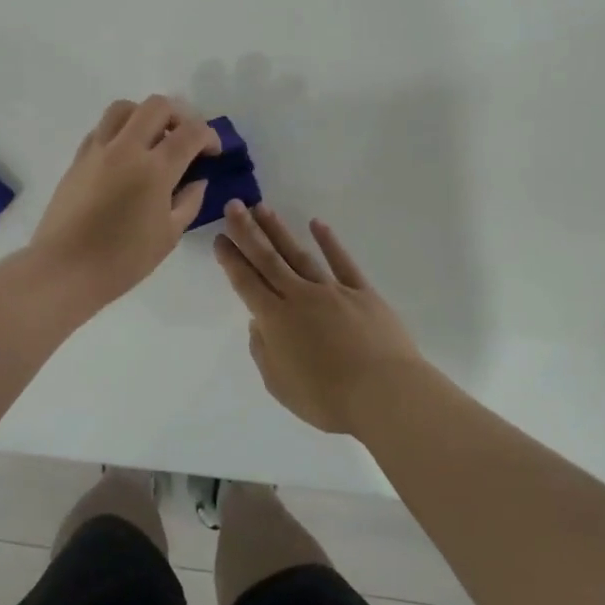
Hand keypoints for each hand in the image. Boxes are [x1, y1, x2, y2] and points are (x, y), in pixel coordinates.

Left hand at [30, 96, 218, 310]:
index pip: (190, 132)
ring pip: (124, 108)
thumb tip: (197, 180)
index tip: (213, 151)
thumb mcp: (169, 235)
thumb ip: (188, 201)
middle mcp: (126, 148)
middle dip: (179, 115)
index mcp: (155, 169)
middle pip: (157, 106)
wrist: (64, 268)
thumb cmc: (122, 260)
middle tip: (185, 139)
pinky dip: (120, 131)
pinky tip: (125, 156)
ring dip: (145, 115)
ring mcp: (98, 149)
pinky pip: (102, 128)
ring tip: (152, 140)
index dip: (209, 136)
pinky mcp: (78, 158)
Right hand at [215, 201, 426, 435]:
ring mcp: (332, 290)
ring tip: (262, 208)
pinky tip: (317, 223)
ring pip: (299, 254)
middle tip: (234, 206)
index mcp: (276, 320)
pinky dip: (329, 242)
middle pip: (268, 259)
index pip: (246, 283)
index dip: (231, 260)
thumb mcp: (280, 385)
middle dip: (248, 231)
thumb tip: (258, 323)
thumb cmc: (328, 399)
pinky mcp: (362, 292)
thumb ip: (264, 352)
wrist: (385, 394)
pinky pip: (342, 262)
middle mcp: (299, 297)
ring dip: (278, 230)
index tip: (220, 238)